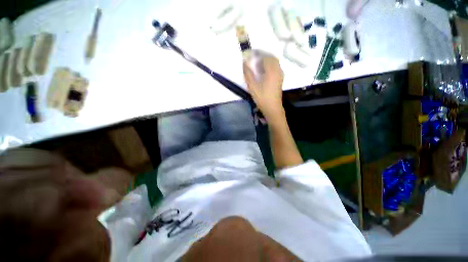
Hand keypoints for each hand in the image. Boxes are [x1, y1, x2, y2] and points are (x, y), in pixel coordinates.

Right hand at [243, 56, 284, 122]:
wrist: (272, 108)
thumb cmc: (262, 98)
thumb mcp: (253, 87)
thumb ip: (248, 74)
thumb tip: (245, 63)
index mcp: (271, 71)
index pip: (265, 56)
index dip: (258, 53)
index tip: (251, 54)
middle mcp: (278, 70)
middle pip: (271, 57)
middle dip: (263, 56)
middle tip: (254, 59)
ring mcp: (280, 75)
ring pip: (275, 62)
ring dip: (267, 60)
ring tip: (258, 65)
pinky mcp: (280, 79)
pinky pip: (276, 67)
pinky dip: (270, 65)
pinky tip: (264, 72)